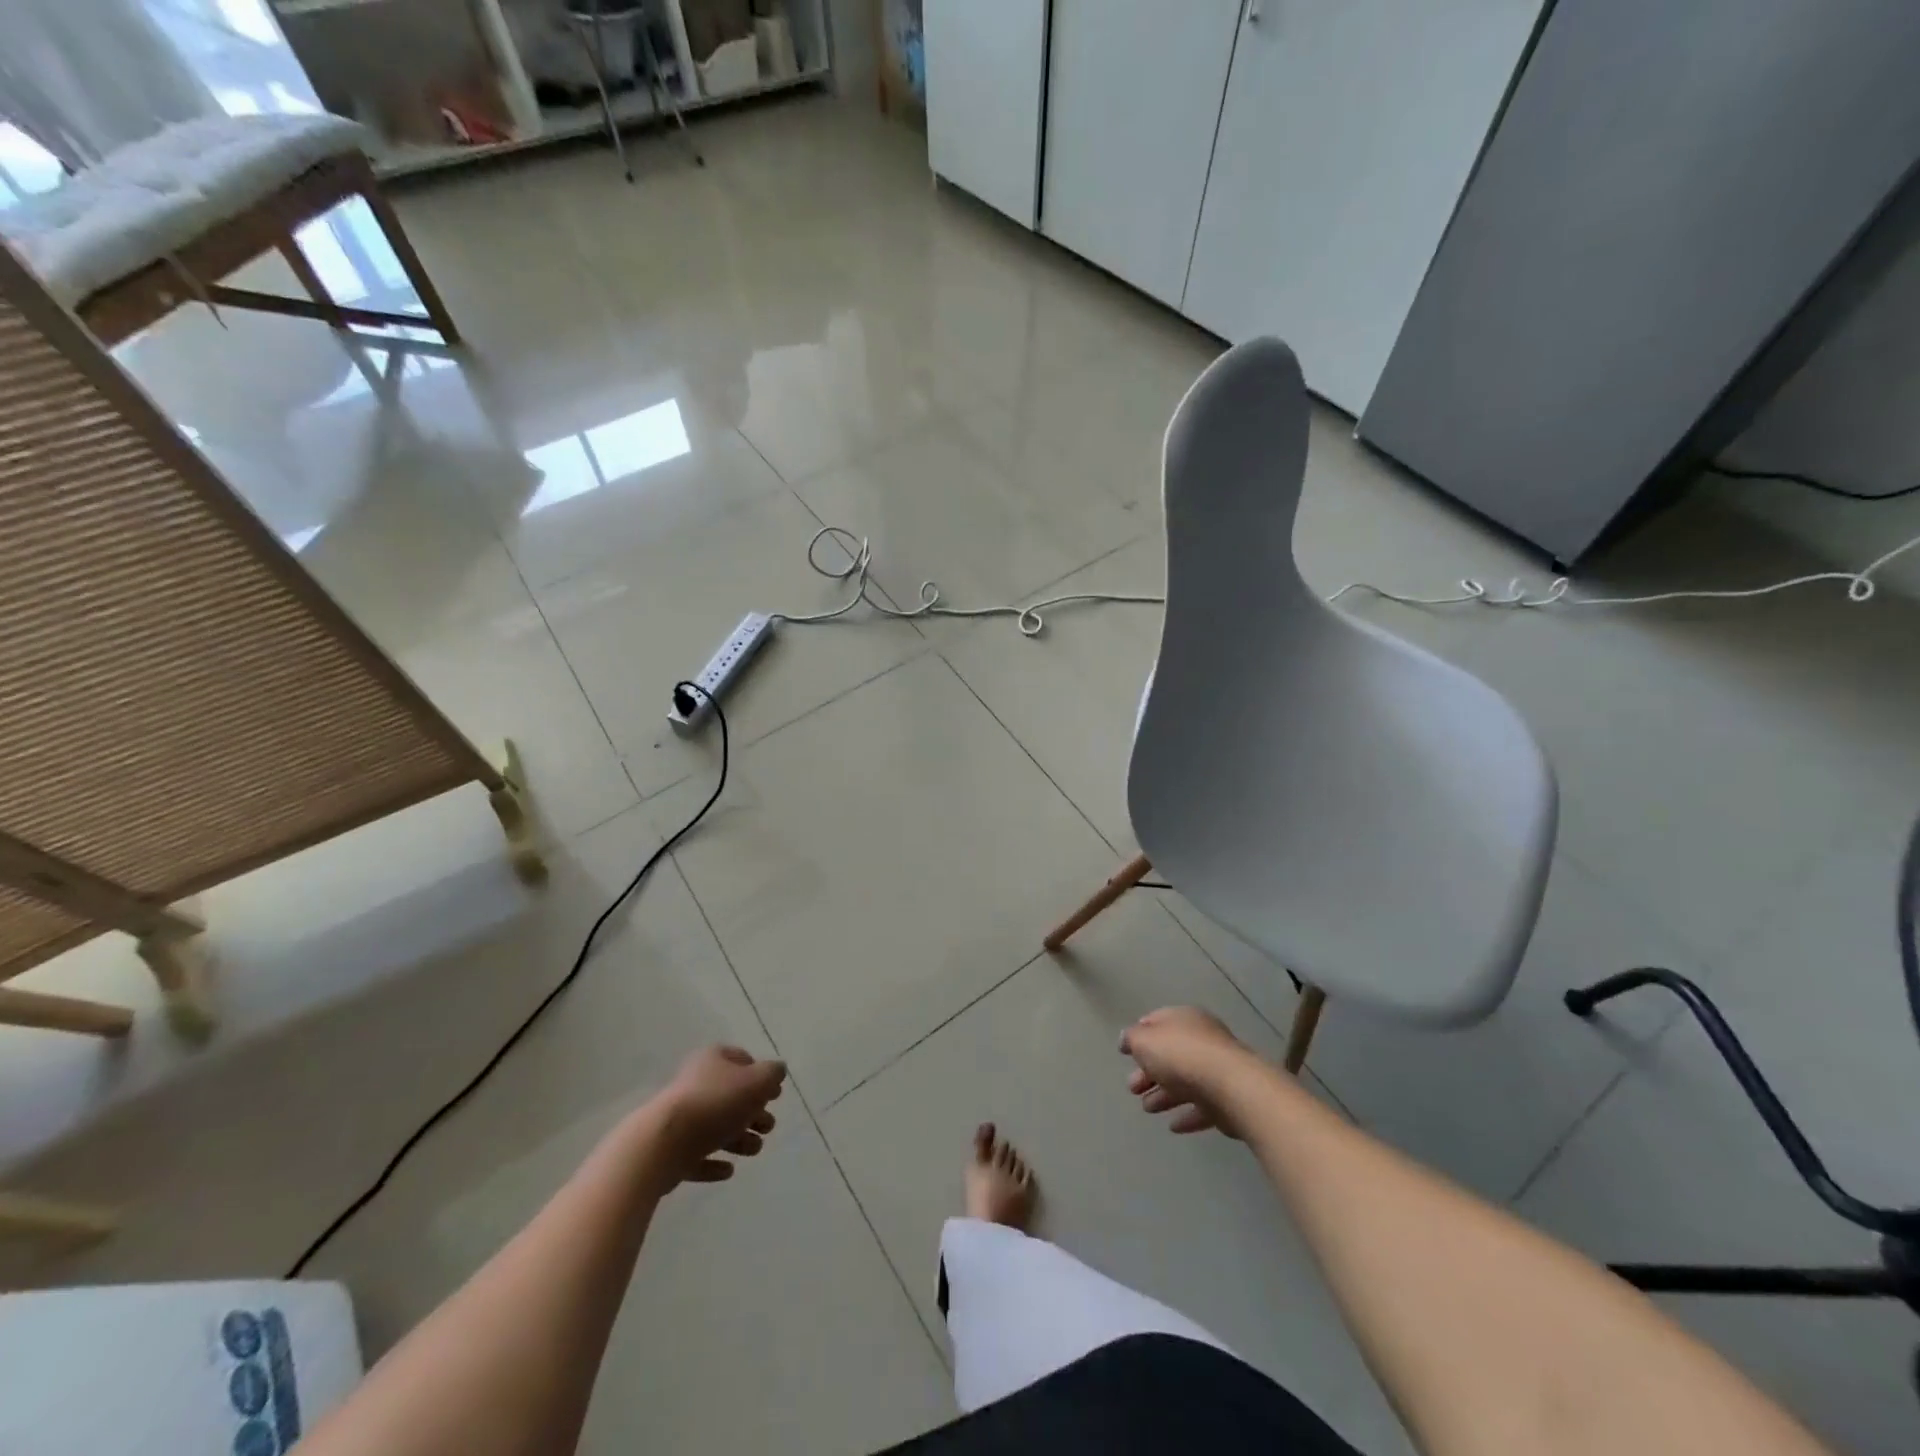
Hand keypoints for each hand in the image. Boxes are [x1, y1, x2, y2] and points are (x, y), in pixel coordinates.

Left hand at [647, 1045, 786, 1186]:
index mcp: (713, 1060)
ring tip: (754, 1150)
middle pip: (731, 1096)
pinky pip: (697, 1155)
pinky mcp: (670, 1150)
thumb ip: (772, 1074)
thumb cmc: (716, 1103)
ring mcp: (680, 1118)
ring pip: (716, 1127)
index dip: (760, 1075)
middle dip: (753, 1112)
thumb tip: (777, 1071)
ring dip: (738, 1139)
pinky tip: (728, 1170)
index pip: (741, 1060)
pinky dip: (713, 1162)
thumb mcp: (757, 1081)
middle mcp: (695, 1083)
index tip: (775, 1095)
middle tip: (768, 1127)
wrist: (663, 1143)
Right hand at [1120, 1006, 1259, 1137]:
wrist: (1231, 1087)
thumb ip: (1131, 1039)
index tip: (1125, 1052)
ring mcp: (1217, 1069)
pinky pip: (1202, 1105)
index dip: (1139, 1034)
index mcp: (1183, 1018)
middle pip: (1169, 1054)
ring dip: (1164, 1094)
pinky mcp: (1227, 1098)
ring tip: (1148, 1108)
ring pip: (1185, 1081)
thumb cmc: (1181, 1055)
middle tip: (1132, 1088)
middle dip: (1148, 1071)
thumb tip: (1126, 1040)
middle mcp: (1201, 1039)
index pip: (1157, 1021)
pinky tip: (1173, 1126)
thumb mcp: (1144, 1041)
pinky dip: (1186, 1114)